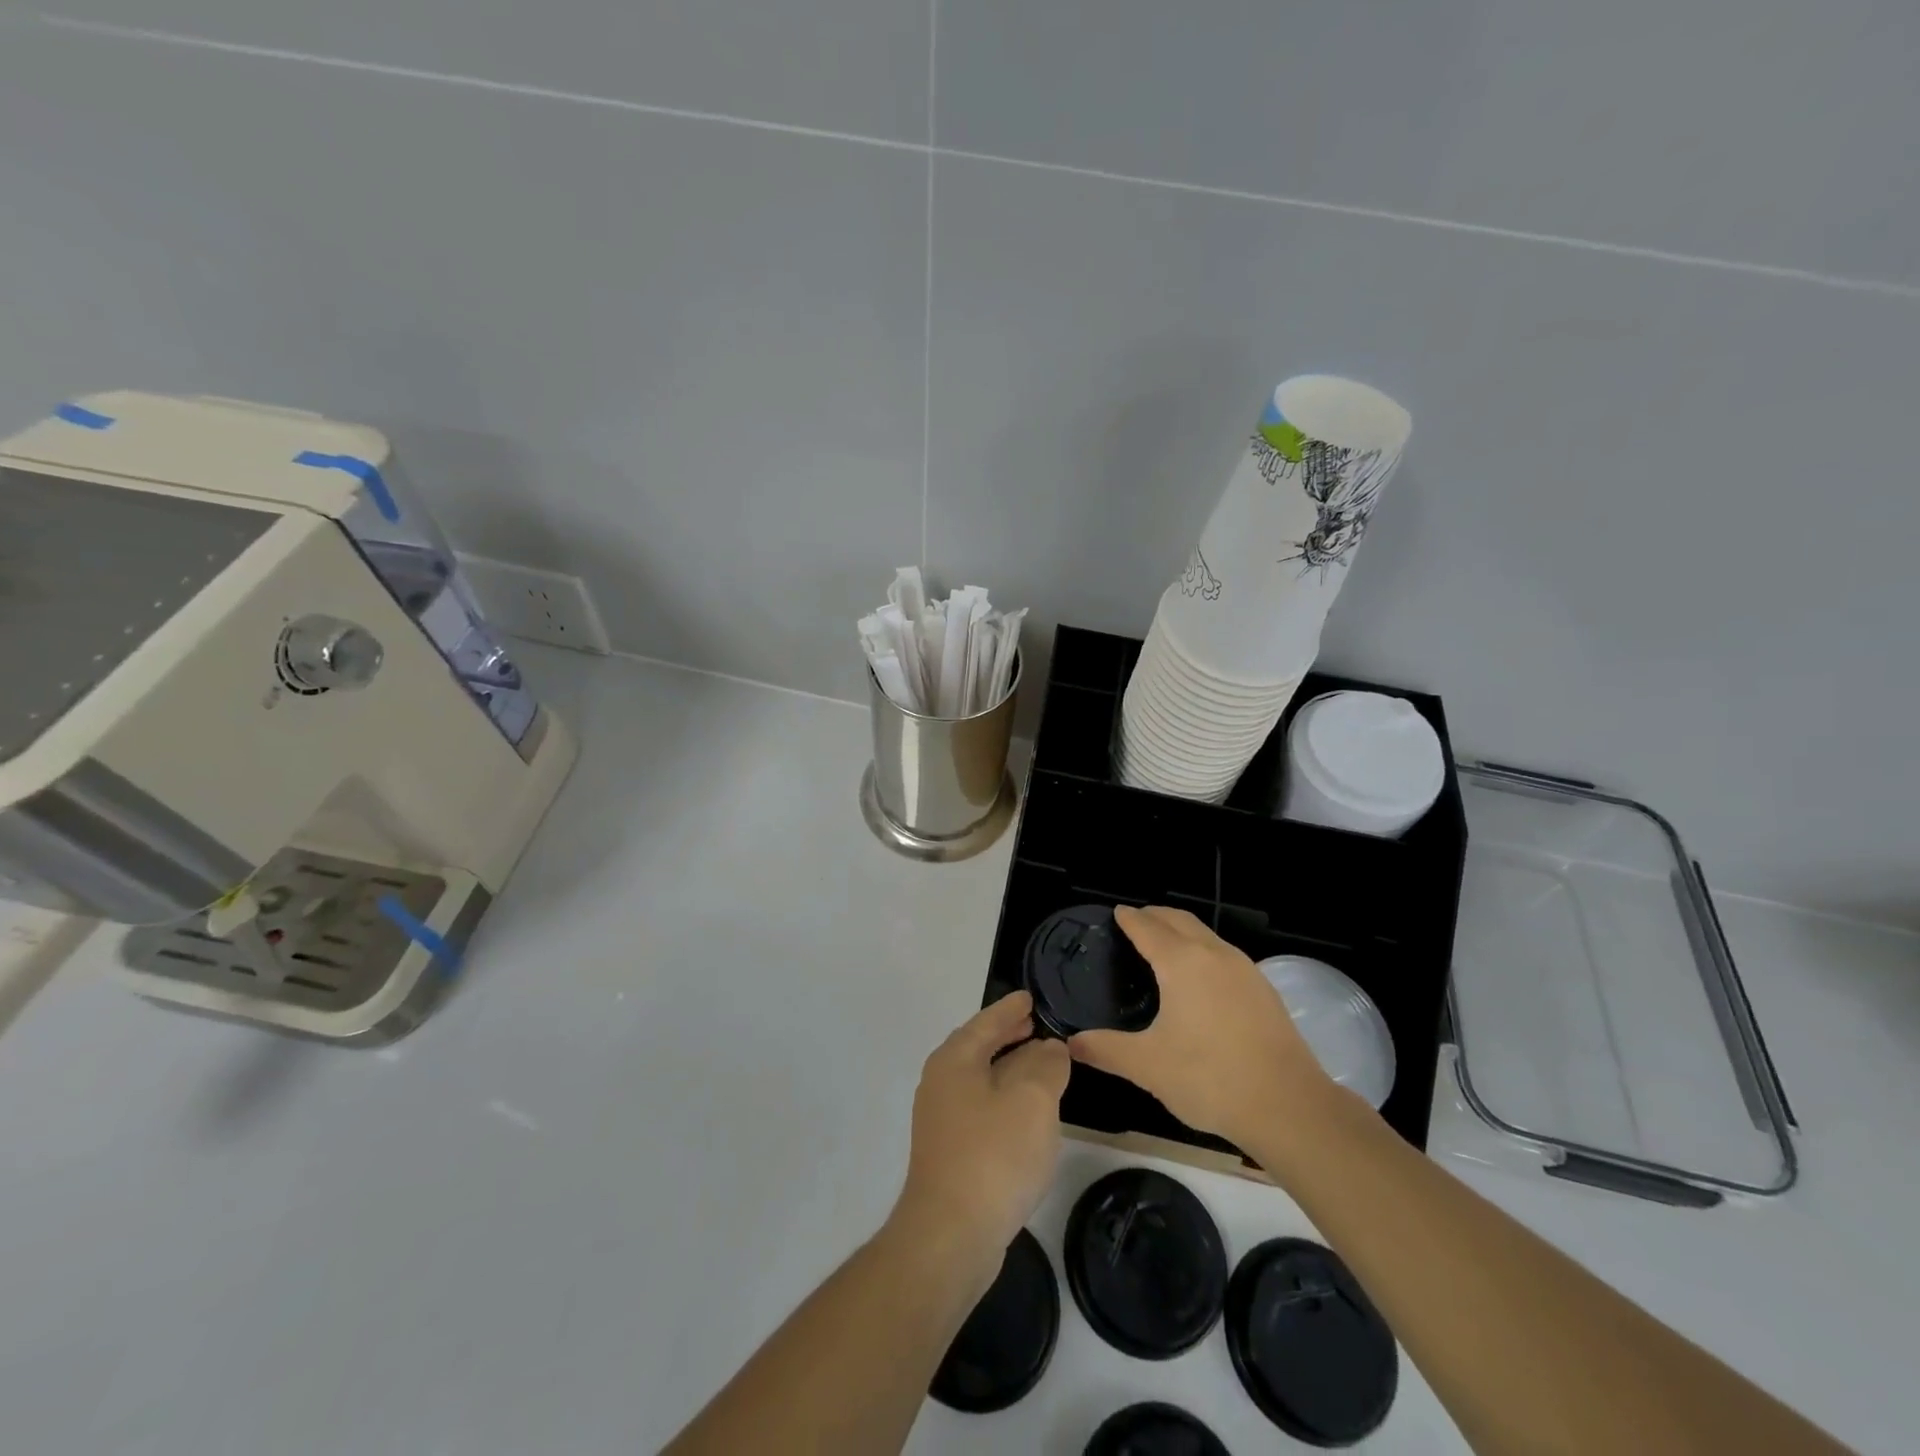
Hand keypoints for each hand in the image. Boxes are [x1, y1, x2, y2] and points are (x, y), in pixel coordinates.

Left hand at [891, 991, 1069, 1281]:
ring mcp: (942, 1120)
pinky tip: (1026, 1113)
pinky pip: (982, 1108)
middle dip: (1007, 1036)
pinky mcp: (950, 1153)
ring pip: (981, 1079)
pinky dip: (1005, 1098)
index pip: (986, 1022)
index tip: (1029, 997)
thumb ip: (1046, 1066)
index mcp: (955, 1060)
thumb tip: (1050, 1049)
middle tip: (1035, 1024)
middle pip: (978, 1048)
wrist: (951, 1236)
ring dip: (1009, 1068)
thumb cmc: (993, 1155)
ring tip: (1040, 1063)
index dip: (1010, 1008)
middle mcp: (941, 1083)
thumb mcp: (1032, 1100)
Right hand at [1069, 905, 1336, 1146]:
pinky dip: (1203, 950)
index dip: (1129, 918)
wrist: (1289, 1106)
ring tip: (1164, 944)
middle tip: (1135, 922)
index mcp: (1181, 962)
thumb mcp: (1148, 1066)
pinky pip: (1224, 954)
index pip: (1147, 927)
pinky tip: (1201, 977)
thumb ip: (1106, 1050)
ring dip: (1182, 930)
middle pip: (1179, 920)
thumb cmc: (1210, 1078)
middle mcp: (1213, 954)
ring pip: (1206, 934)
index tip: (1115, 913)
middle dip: (1155, 915)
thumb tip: (1072, 1043)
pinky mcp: (1264, 989)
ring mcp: (1244, 969)